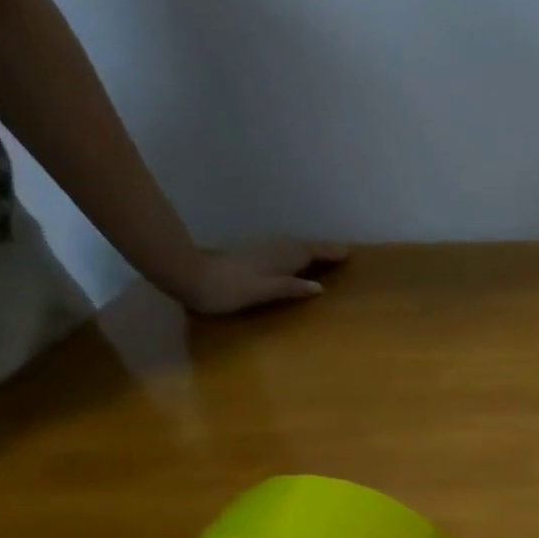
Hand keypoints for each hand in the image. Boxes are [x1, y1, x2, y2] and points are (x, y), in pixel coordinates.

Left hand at [165, 238, 349, 314]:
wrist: (189, 277)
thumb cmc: (229, 289)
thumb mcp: (263, 291)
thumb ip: (291, 287)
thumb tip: (320, 287)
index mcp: (279, 259)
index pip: (310, 253)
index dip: (329, 253)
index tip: (349, 253)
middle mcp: (272, 251)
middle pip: (302, 246)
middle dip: (322, 249)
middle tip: (341, 253)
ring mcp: (260, 251)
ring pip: (291, 247)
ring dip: (308, 249)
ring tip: (323, 256)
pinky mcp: (250, 256)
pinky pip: (282, 251)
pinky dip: (295, 253)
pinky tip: (294, 260)